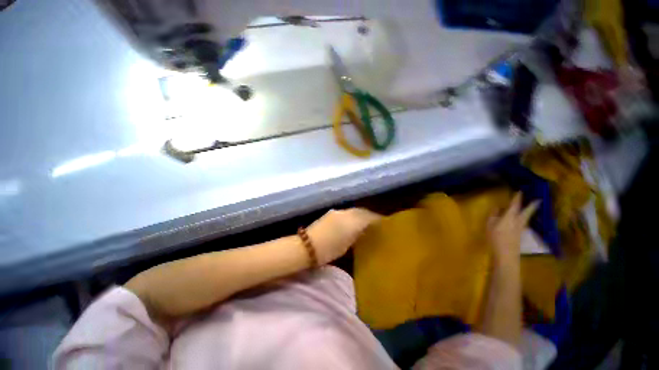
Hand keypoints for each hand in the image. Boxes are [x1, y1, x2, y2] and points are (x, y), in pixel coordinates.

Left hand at [307, 208, 381, 264]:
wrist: (307, 246)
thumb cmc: (328, 250)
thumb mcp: (346, 245)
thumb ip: (356, 235)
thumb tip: (363, 230)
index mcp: (351, 222)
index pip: (368, 217)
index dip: (377, 219)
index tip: (384, 223)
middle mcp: (345, 213)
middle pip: (361, 211)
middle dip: (370, 215)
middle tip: (377, 222)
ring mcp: (337, 212)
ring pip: (354, 210)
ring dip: (361, 214)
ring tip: (366, 221)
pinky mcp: (331, 213)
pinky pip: (347, 212)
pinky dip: (353, 215)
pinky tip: (353, 221)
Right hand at [488, 193, 539, 265]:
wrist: (506, 254)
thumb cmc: (495, 237)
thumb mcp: (490, 224)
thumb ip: (494, 215)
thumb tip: (498, 208)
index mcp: (510, 216)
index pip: (515, 205)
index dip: (517, 198)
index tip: (520, 191)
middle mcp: (519, 220)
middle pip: (527, 211)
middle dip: (532, 205)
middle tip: (538, 199)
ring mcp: (521, 228)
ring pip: (527, 217)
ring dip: (530, 211)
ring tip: (531, 207)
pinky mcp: (520, 234)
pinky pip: (523, 222)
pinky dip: (524, 218)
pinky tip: (521, 218)